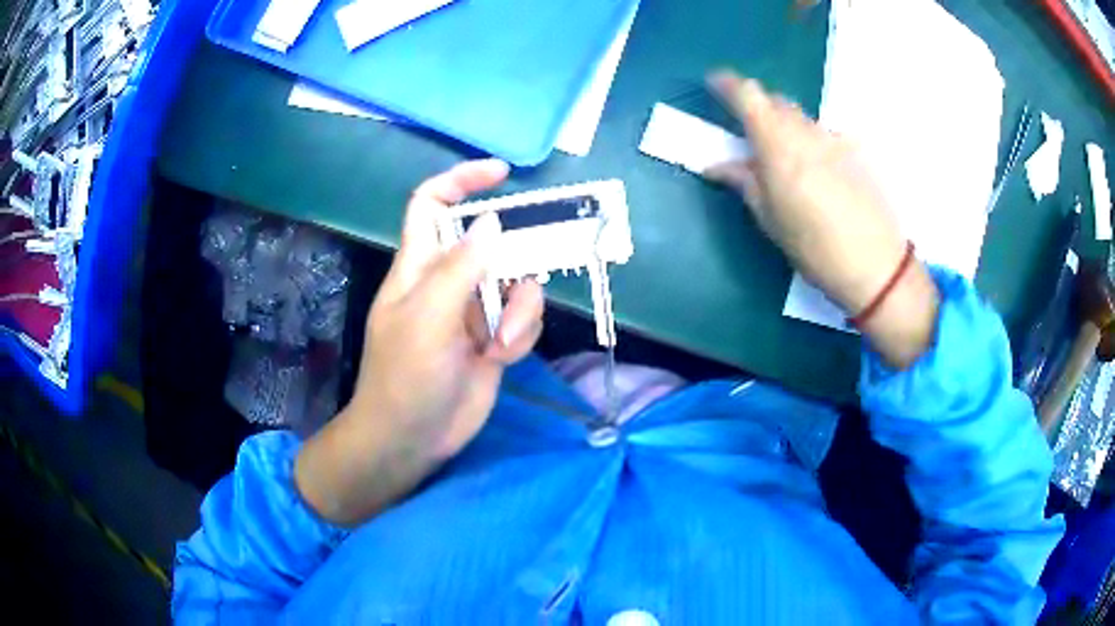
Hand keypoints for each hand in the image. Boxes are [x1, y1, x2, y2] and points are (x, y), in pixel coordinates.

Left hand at [296, 159, 544, 524]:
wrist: (413, 438)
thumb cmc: (405, 377)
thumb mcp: (427, 318)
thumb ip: (459, 268)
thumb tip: (492, 222)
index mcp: (421, 265)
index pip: (433, 204)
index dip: (461, 181)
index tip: (501, 174)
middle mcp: (450, 279)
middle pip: (493, 242)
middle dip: (514, 257)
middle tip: (521, 281)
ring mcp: (475, 310)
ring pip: (518, 282)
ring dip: (520, 311)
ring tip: (499, 345)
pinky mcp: (495, 337)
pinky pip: (525, 317)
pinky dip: (522, 334)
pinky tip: (502, 358)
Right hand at [706, 71, 938, 368]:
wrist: (875, 265)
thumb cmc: (814, 248)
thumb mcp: (770, 219)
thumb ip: (743, 182)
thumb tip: (716, 165)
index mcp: (778, 146)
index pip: (749, 95)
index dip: (729, 84)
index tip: (715, 83)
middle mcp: (806, 132)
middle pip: (777, 102)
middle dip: (759, 108)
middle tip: (750, 133)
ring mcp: (834, 139)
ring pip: (802, 118)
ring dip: (786, 126)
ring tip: (786, 158)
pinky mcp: (855, 152)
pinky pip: (824, 135)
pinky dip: (811, 142)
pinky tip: (818, 172)